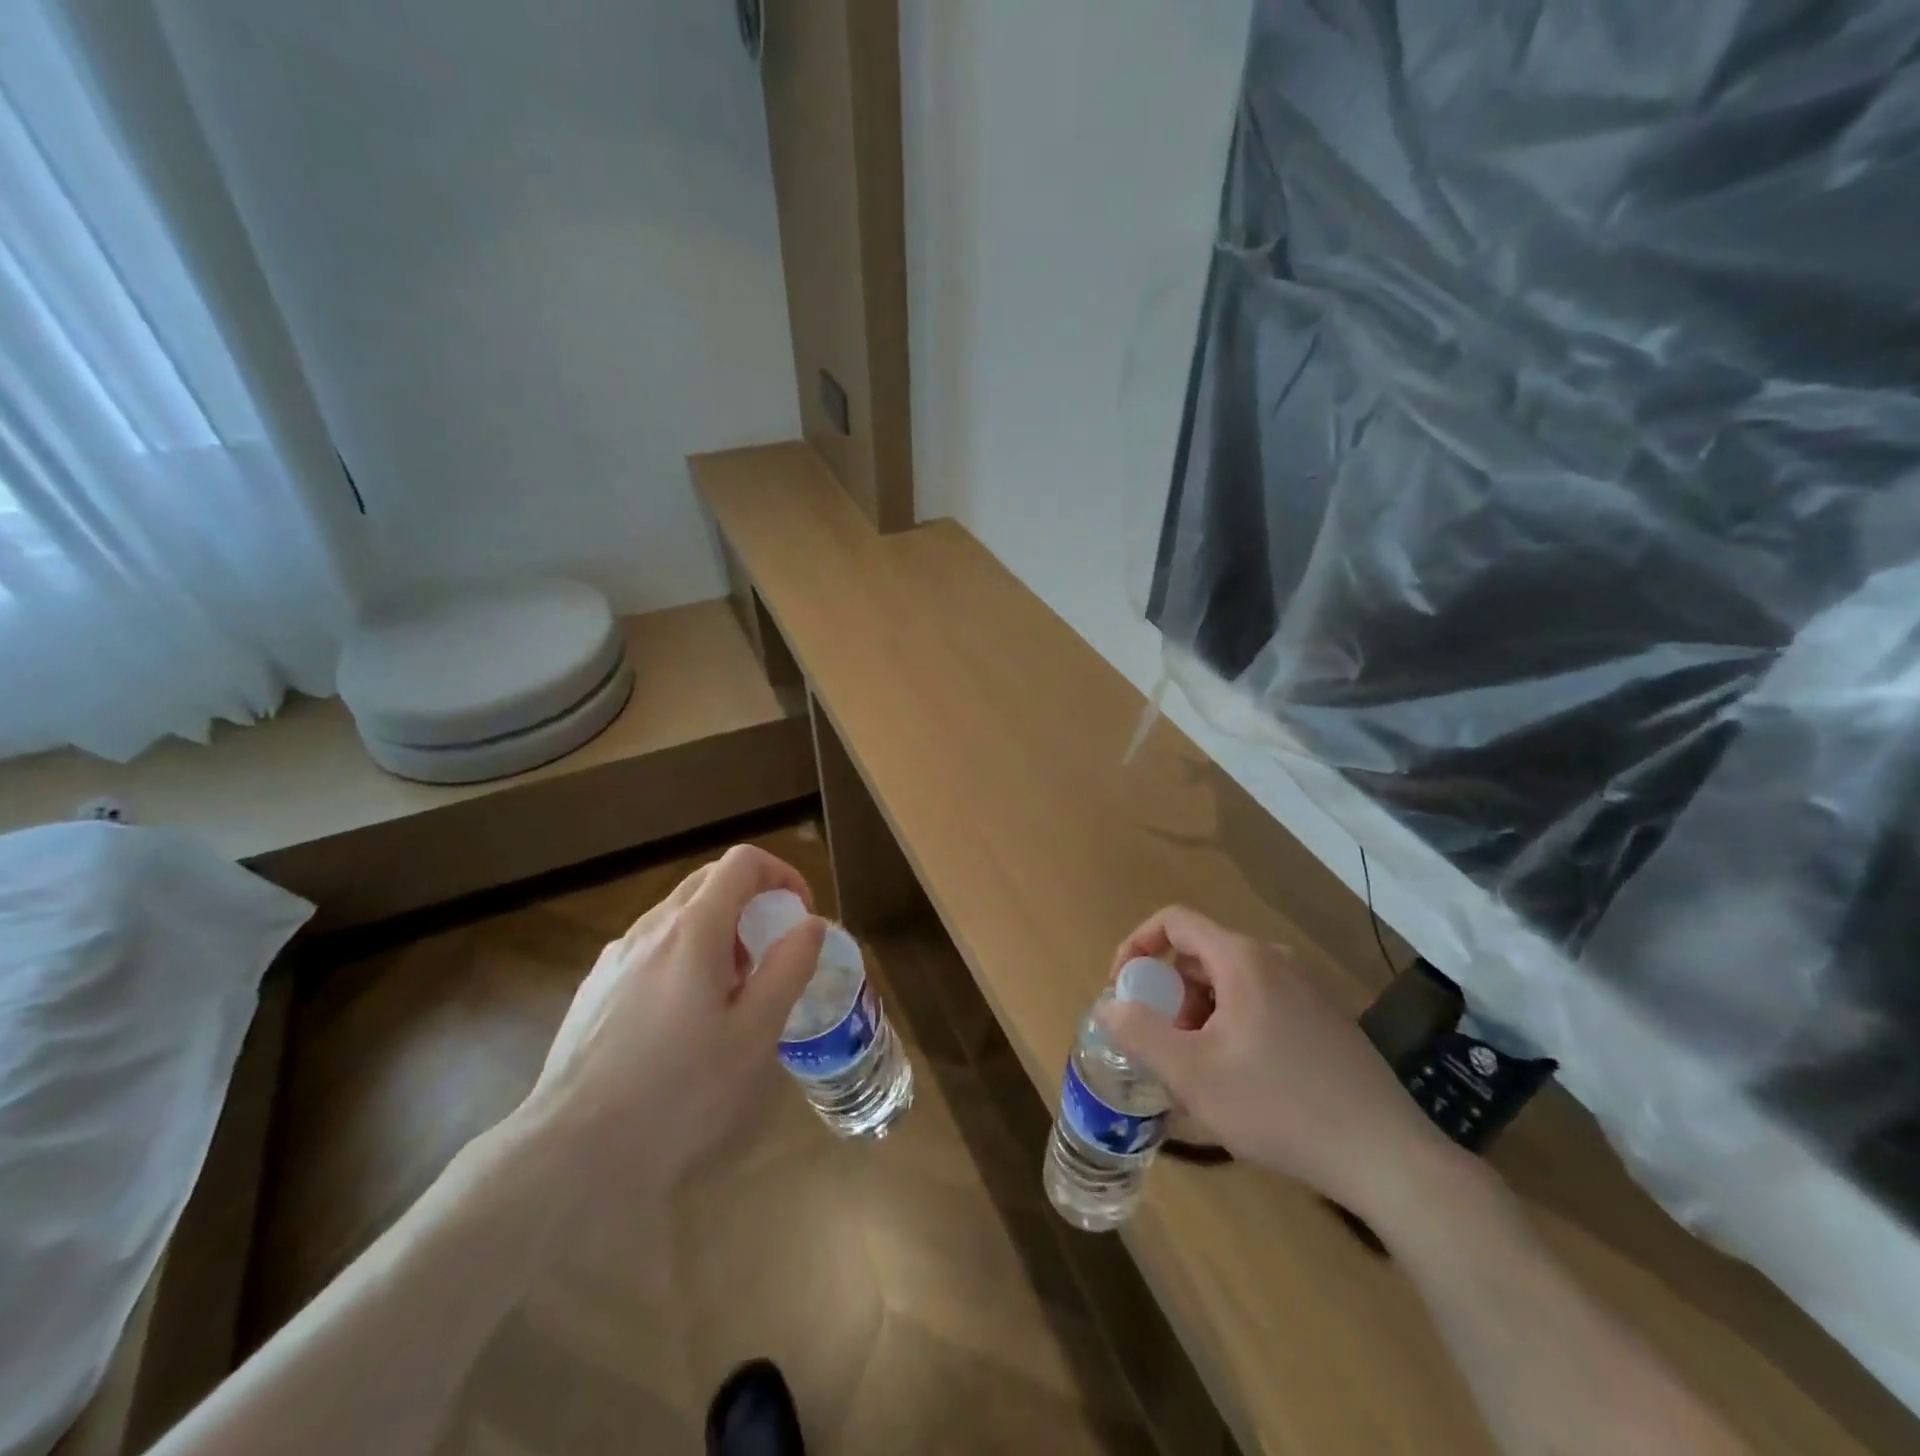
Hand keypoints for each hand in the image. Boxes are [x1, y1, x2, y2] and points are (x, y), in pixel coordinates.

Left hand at [515, 844, 826, 1207]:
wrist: (573, 1155)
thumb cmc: (680, 1092)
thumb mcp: (755, 1033)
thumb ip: (788, 967)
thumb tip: (810, 923)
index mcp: (693, 929)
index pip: (742, 862)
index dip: (781, 874)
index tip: (800, 915)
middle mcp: (650, 929)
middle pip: (708, 881)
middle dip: (751, 902)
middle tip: (770, 955)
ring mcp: (614, 958)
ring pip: (677, 916)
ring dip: (717, 933)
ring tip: (729, 996)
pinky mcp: (594, 989)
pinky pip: (650, 949)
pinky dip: (683, 957)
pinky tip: (682, 1020)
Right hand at [1101, 905, 1447, 1221]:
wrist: (1387, 1157)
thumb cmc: (1279, 1105)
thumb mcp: (1192, 1074)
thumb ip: (1139, 1032)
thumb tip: (1109, 1005)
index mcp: (1242, 959)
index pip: (1174, 921)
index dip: (1137, 945)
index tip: (1122, 989)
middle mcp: (1275, 961)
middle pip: (1200, 956)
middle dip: (1169, 996)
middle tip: (1161, 1046)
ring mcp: (1305, 990)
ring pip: (1230, 986)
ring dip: (1199, 1018)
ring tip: (1196, 1075)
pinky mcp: (1324, 1021)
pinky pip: (1259, 1006)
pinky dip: (1231, 1029)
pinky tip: (1238, 1085)